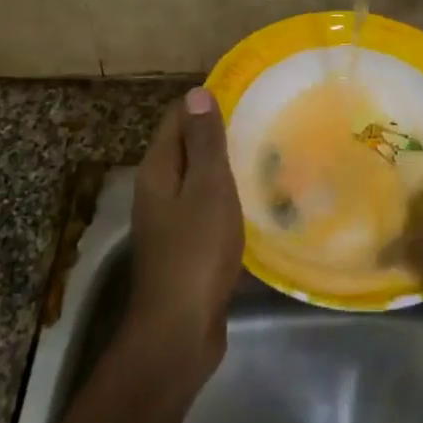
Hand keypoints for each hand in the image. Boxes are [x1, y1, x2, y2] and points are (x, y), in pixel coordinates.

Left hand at [125, 87, 244, 371]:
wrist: (180, 329)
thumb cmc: (196, 251)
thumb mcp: (207, 188)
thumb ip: (204, 142)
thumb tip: (196, 93)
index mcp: (157, 170)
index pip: (177, 119)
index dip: (205, 104)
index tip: (243, 94)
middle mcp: (157, 190)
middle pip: (186, 148)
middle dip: (218, 135)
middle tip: (262, 123)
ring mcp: (169, 221)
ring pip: (197, 181)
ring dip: (224, 169)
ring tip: (265, 156)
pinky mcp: (184, 248)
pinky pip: (205, 209)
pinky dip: (225, 199)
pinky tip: (254, 202)